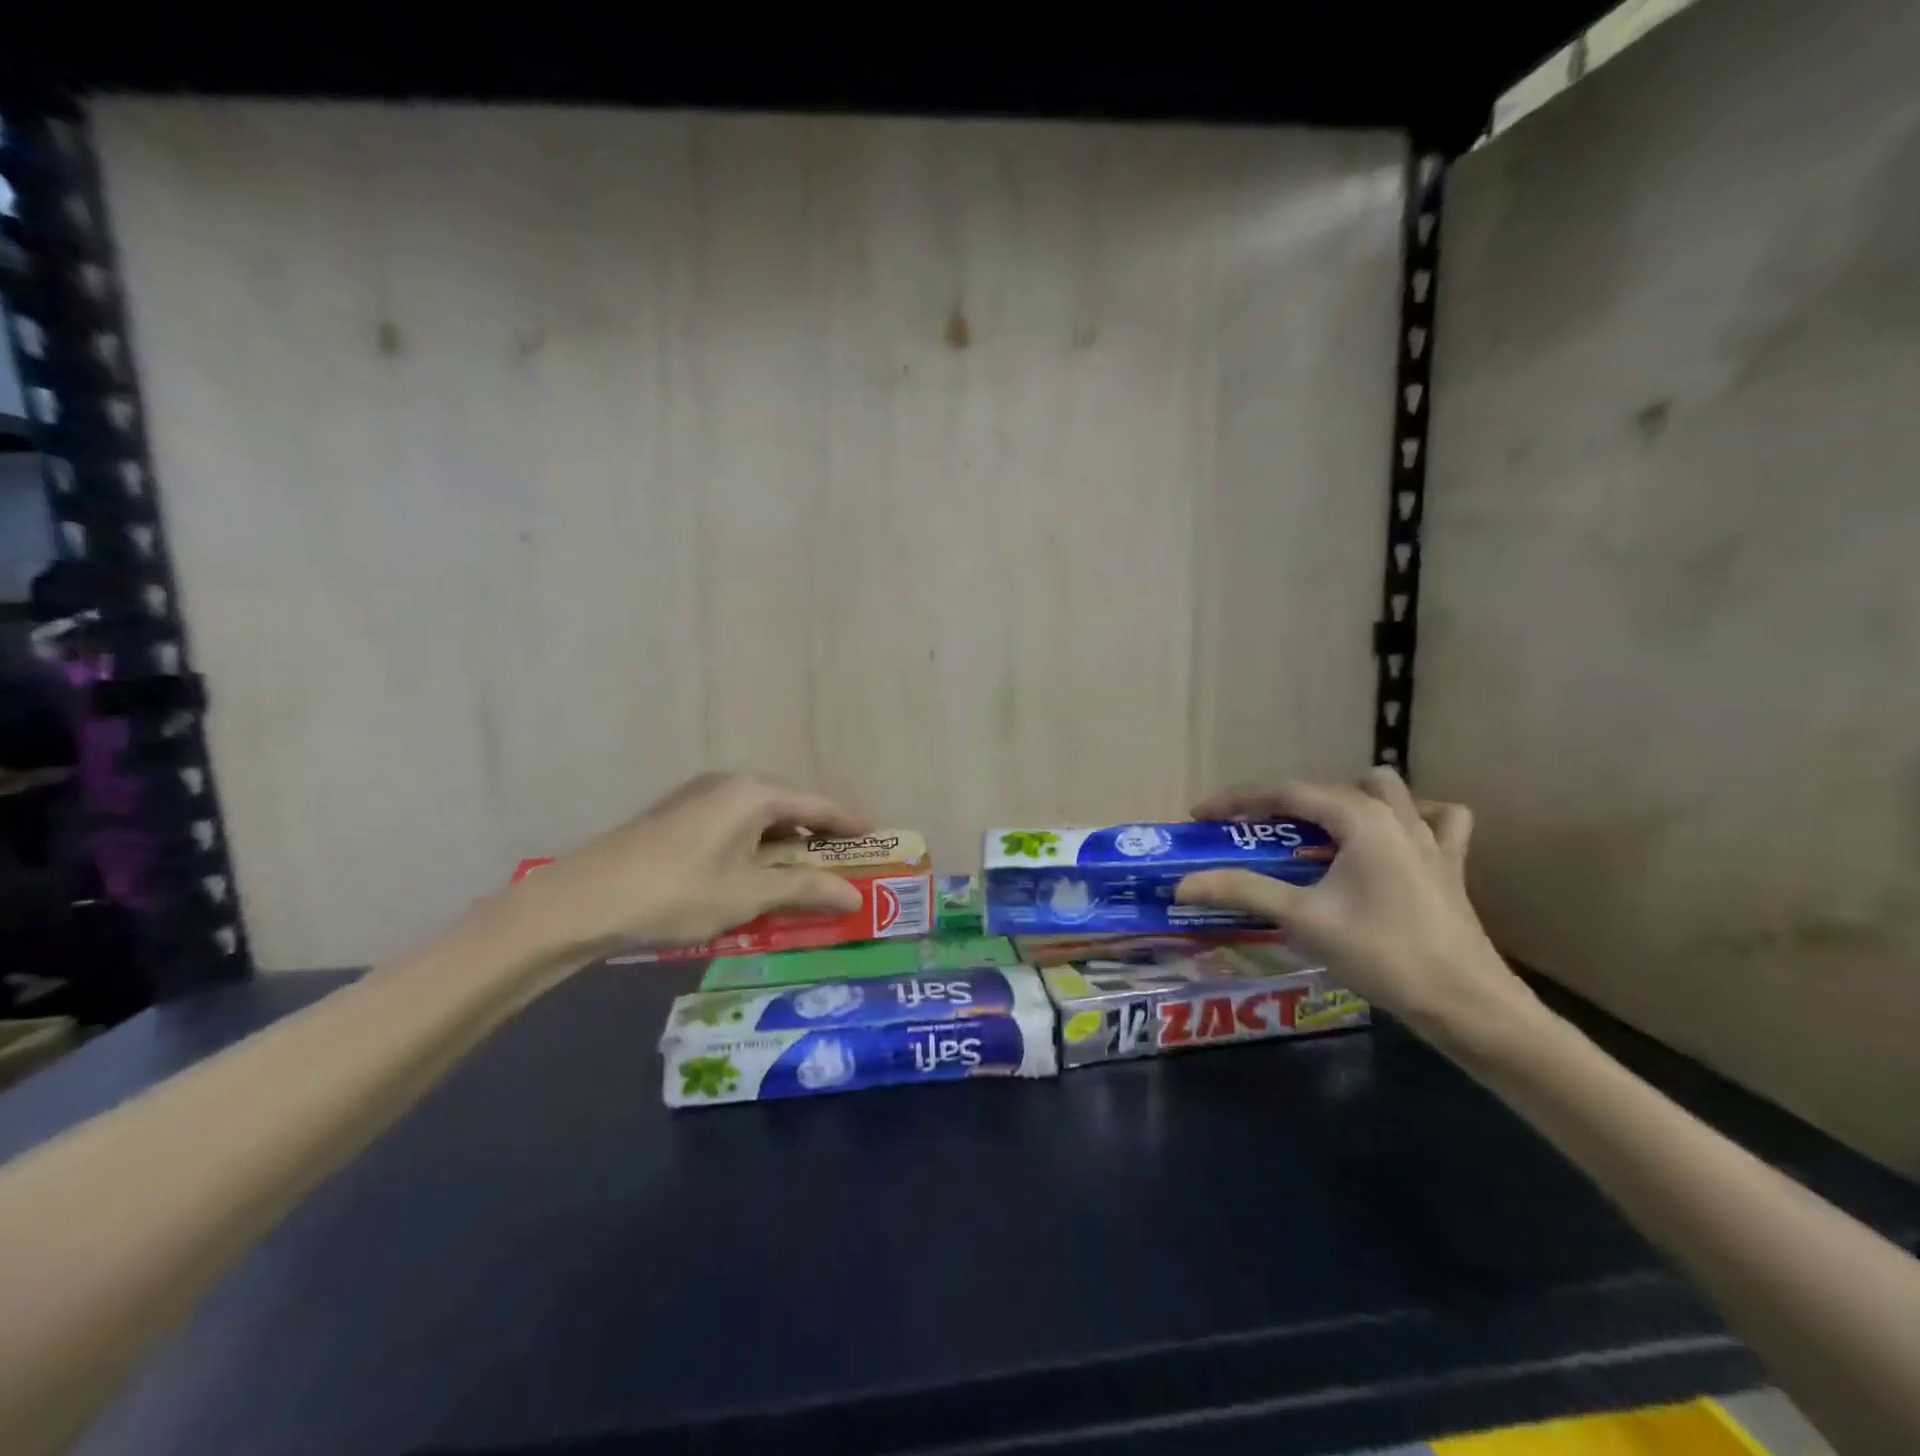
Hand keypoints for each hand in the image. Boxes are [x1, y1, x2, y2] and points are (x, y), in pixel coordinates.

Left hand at [502, 773, 874, 958]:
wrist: (582, 901)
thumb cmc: (677, 893)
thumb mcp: (748, 895)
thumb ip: (804, 889)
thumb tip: (853, 896)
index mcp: (754, 793)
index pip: (819, 804)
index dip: (851, 823)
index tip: (879, 839)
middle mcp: (731, 784)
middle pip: (791, 806)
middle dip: (820, 836)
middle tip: (846, 863)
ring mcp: (700, 797)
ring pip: (761, 817)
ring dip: (787, 844)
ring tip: (806, 874)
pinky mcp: (678, 816)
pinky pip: (736, 824)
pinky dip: (758, 846)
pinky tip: (757, 874)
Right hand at [1176, 767, 1535, 1039]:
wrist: (1466, 1004)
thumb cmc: (1382, 954)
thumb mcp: (1302, 919)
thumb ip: (1242, 891)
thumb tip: (1184, 884)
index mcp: (1359, 819)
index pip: (1285, 792)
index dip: (1237, 800)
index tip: (1201, 815)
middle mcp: (1396, 815)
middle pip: (1326, 789)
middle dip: (1282, 804)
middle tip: (1252, 835)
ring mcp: (1430, 837)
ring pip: (1385, 791)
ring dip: (1346, 801)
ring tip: (1320, 833)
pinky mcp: (1450, 864)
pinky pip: (1437, 820)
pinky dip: (1412, 818)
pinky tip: (1394, 839)